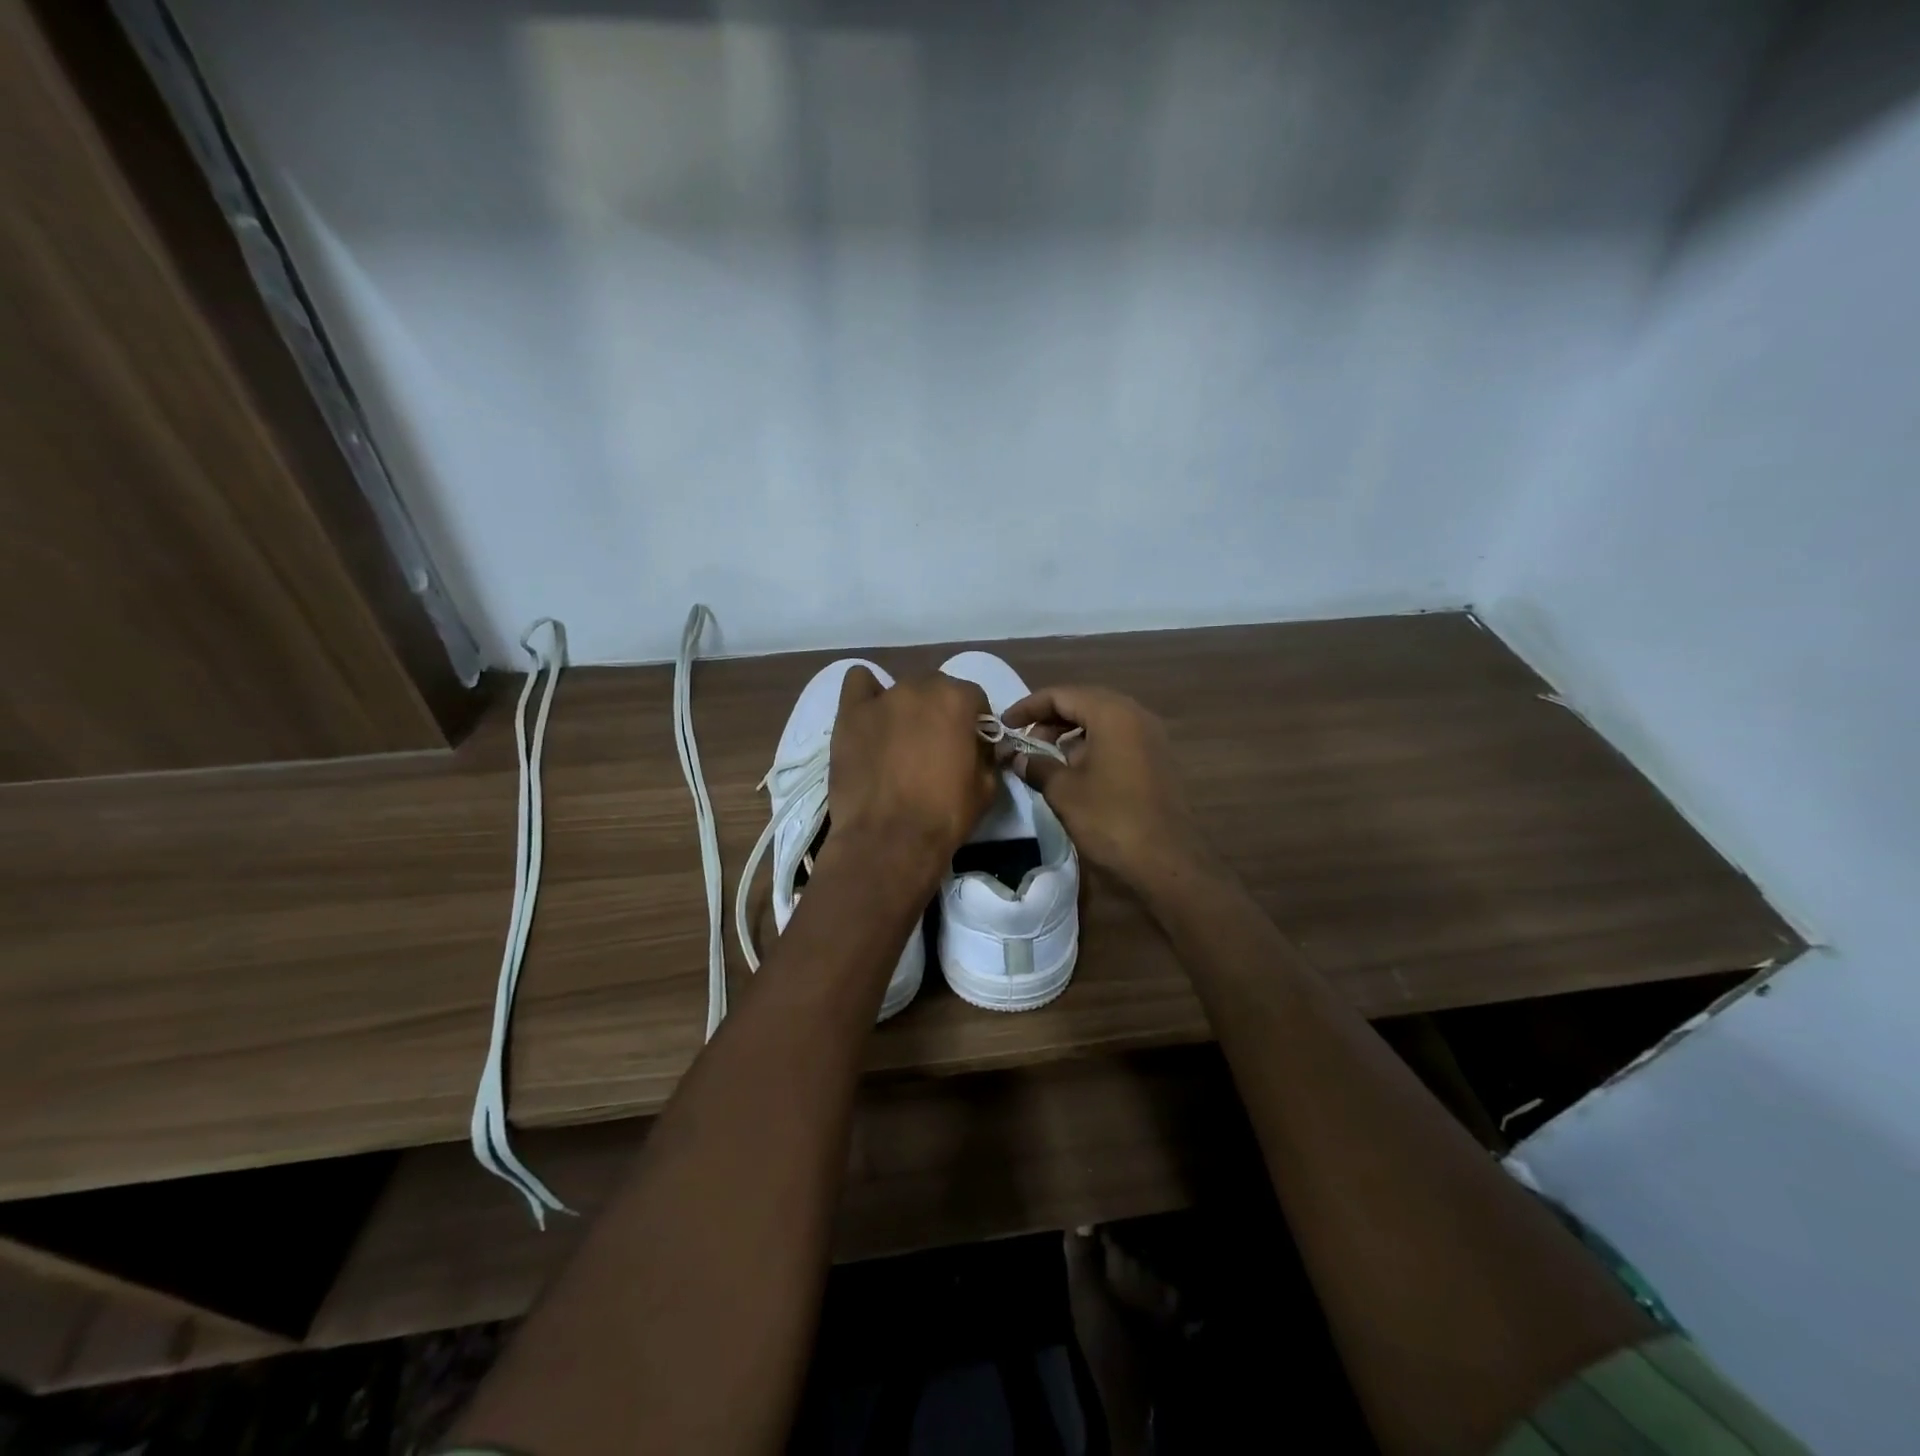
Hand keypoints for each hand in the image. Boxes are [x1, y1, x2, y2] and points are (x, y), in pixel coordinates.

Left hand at [828, 668, 995, 883]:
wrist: (888, 840)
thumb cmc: (944, 815)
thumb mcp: (986, 788)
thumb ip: (988, 756)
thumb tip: (983, 748)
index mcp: (957, 700)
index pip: (974, 696)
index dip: (975, 721)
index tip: (971, 744)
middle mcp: (919, 688)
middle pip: (936, 688)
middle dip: (940, 711)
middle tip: (936, 745)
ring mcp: (881, 699)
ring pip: (901, 689)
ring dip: (907, 708)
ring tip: (901, 740)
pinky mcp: (849, 714)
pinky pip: (858, 683)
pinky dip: (866, 693)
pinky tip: (870, 716)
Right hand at [1002, 685, 1209, 892]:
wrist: (1167, 863)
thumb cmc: (1111, 819)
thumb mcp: (1064, 791)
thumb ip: (1037, 766)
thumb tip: (1017, 757)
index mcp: (1113, 713)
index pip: (1062, 695)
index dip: (1028, 707)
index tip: (1005, 725)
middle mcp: (1136, 716)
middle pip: (1084, 703)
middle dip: (1050, 719)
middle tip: (1024, 741)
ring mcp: (1151, 738)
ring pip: (1102, 722)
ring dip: (1071, 734)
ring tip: (1045, 758)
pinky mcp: (1157, 761)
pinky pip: (1118, 740)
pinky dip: (1092, 746)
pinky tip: (1074, 772)